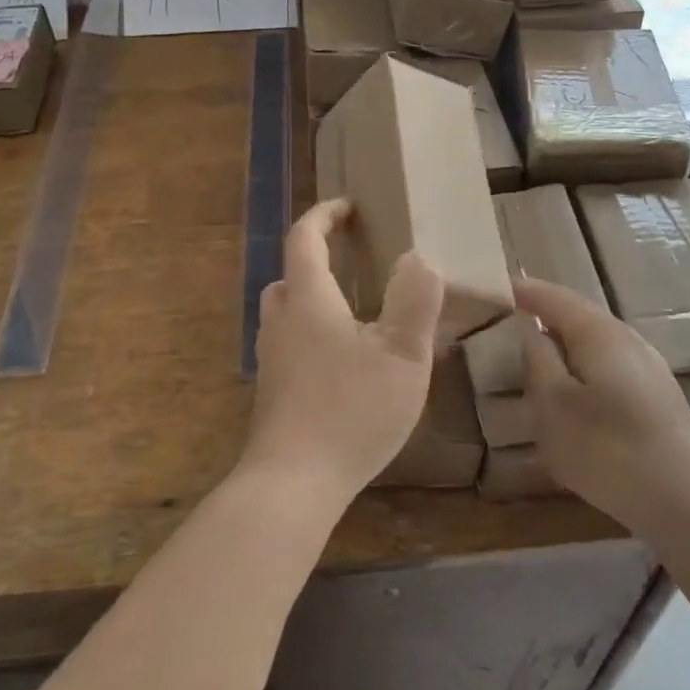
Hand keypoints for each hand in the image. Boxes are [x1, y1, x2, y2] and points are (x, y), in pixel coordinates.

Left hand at [244, 199, 444, 502]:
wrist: (292, 483)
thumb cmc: (351, 410)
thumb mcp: (402, 355)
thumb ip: (414, 301)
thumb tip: (417, 258)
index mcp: (308, 300)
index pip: (305, 238)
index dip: (325, 215)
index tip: (349, 206)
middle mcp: (281, 321)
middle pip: (290, 272)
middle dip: (317, 254)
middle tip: (353, 255)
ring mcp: (271, 357)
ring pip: (286, 308)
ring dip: (313, 294)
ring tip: (354, 306)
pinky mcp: (272, 389)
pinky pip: (290, 340)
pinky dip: (311, 329)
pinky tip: (344, 359)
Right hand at [516, 277, 689, 533]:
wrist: (684, 501)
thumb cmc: (605, 448)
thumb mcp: (552, 405)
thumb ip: (538, 360)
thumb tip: (533, 331)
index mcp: (597, 332)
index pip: (555, 298)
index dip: (526, 290)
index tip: (499, 286)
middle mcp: (627, 338)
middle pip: (580, 315)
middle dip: (548, 312)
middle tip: (515, 314)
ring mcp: (649, 366)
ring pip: (598, 341)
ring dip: (567, 340)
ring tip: (540, 350)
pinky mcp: (659, 396)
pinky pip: (610, 364)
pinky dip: (584, 363)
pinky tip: (576, 387)